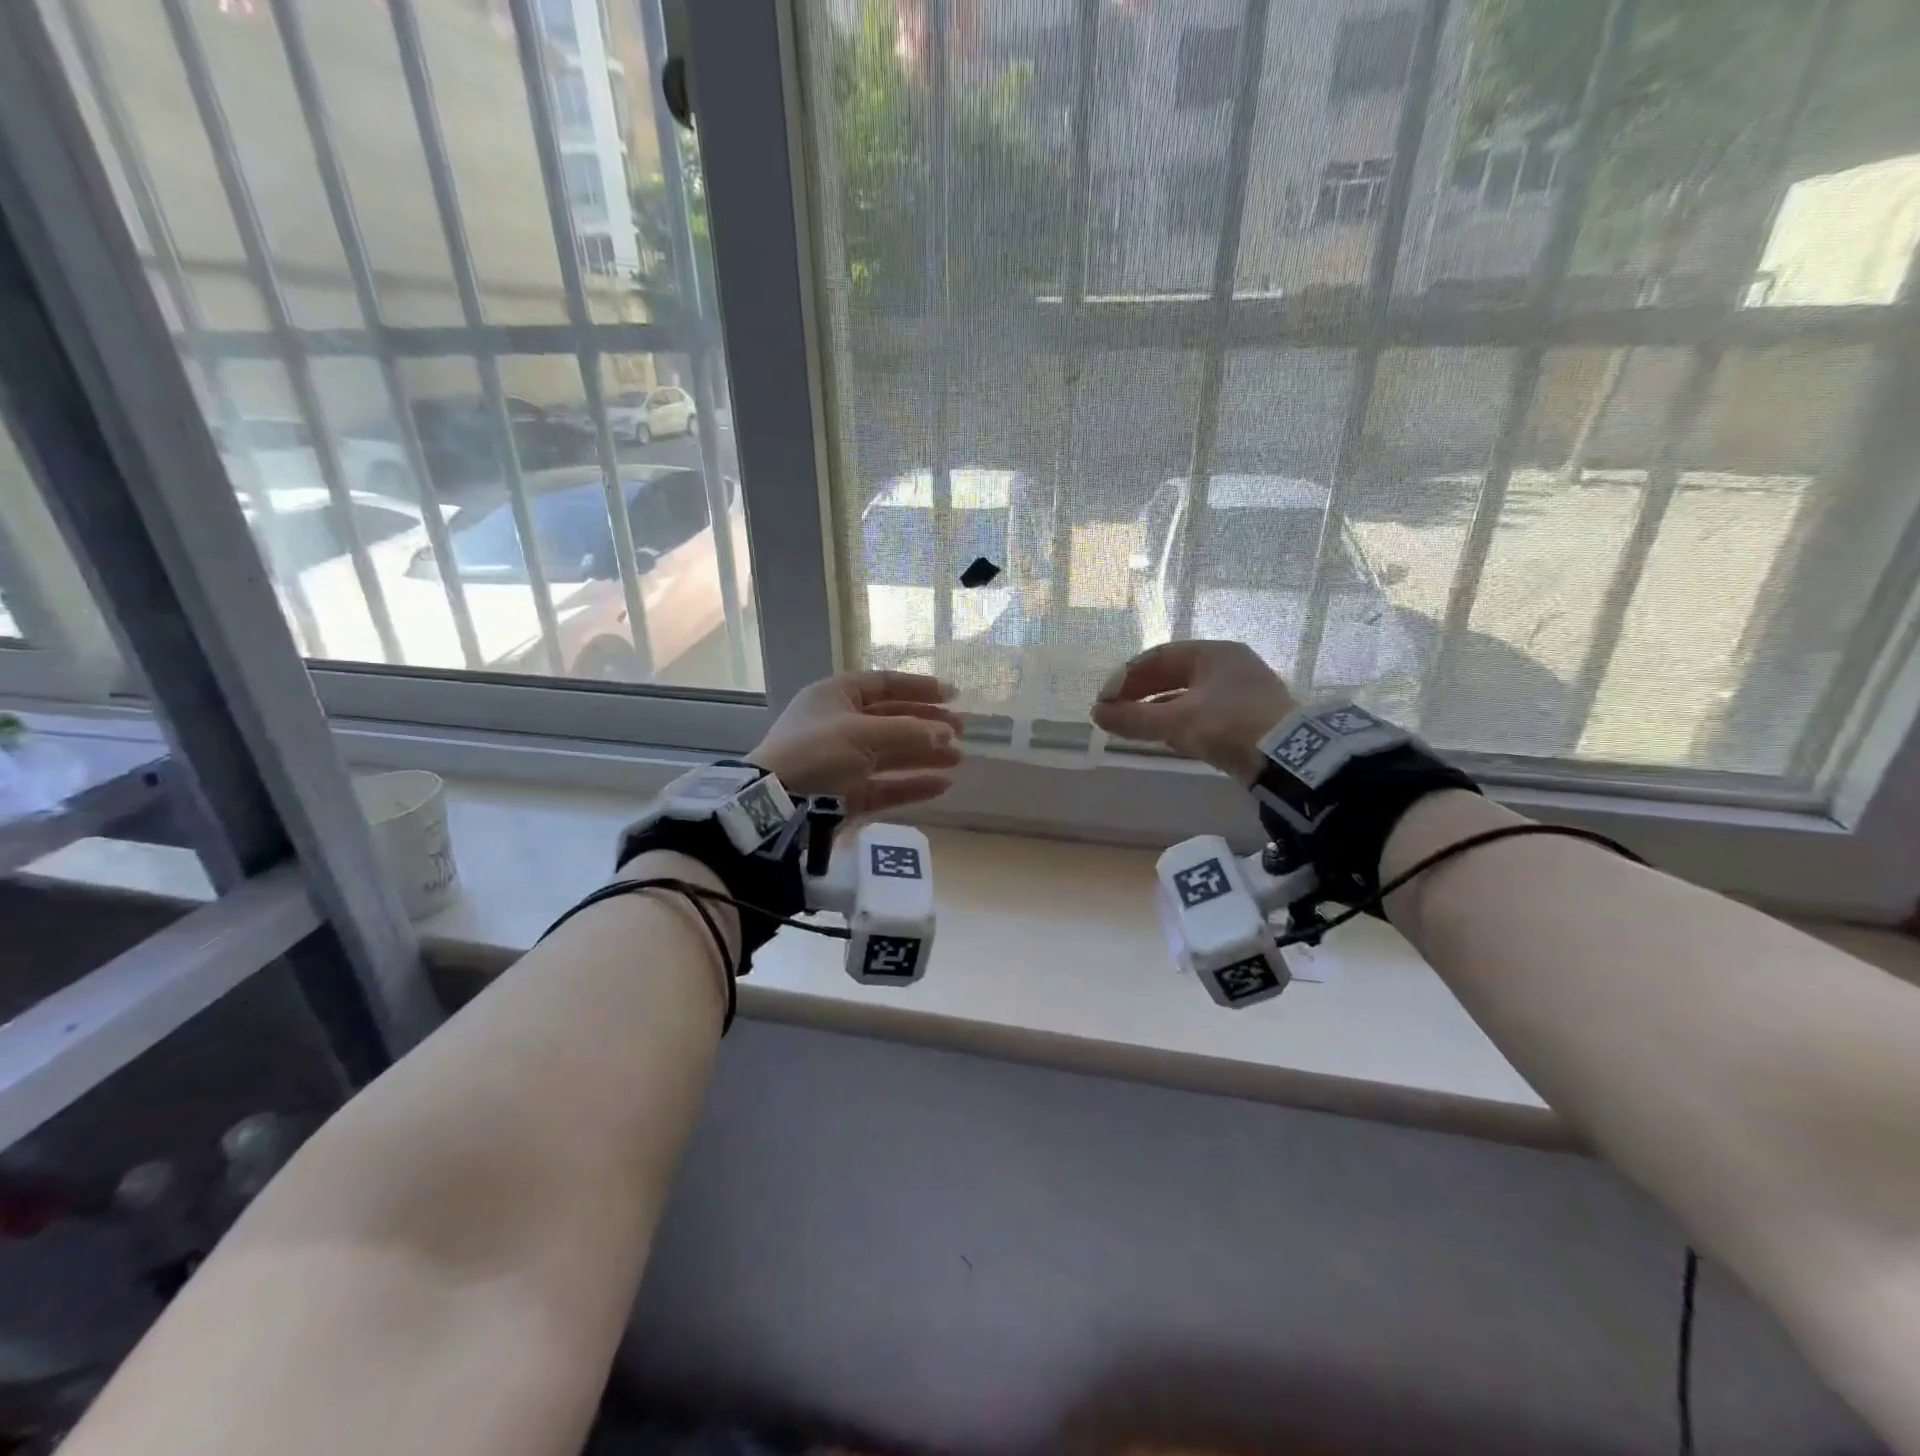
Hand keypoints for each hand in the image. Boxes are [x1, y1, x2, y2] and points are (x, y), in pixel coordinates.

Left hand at [751, 670, 962, 817]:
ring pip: (892, 753)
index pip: (884, 684)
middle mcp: (840, 725)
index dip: (919, 687)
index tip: (953, 695)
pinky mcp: (847, 794)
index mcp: (836, 696)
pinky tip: (942, 785)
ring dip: (925, 754)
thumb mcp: (863, 733)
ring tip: (958, 758)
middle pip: (892, 719)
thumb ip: (909, 731)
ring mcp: (843, 761)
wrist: (775, 804)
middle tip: (960, 731)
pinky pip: (886, 785)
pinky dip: (912, 784)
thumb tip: (944, 733)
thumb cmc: (817, 752)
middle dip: (927, 724)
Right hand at [1090, 640, 1296, 784]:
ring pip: (1185, 696)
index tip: (1104, 701)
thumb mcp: (1178, 721)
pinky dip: (1177, 722)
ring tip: (1131, 727)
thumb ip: (1134, 718)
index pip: (1157, 657)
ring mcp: (1239, 692)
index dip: (1125, 677)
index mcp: (1213, 653)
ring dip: (1156, 710)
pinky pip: (1200, 713)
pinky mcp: (1245, 718)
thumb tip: (1097, 714)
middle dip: (1139, 694)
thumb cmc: (1230, 725)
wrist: (1290, 759)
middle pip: (1171, 675)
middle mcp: (1227, 666)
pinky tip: (1162, 737)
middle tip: (1112, 713)